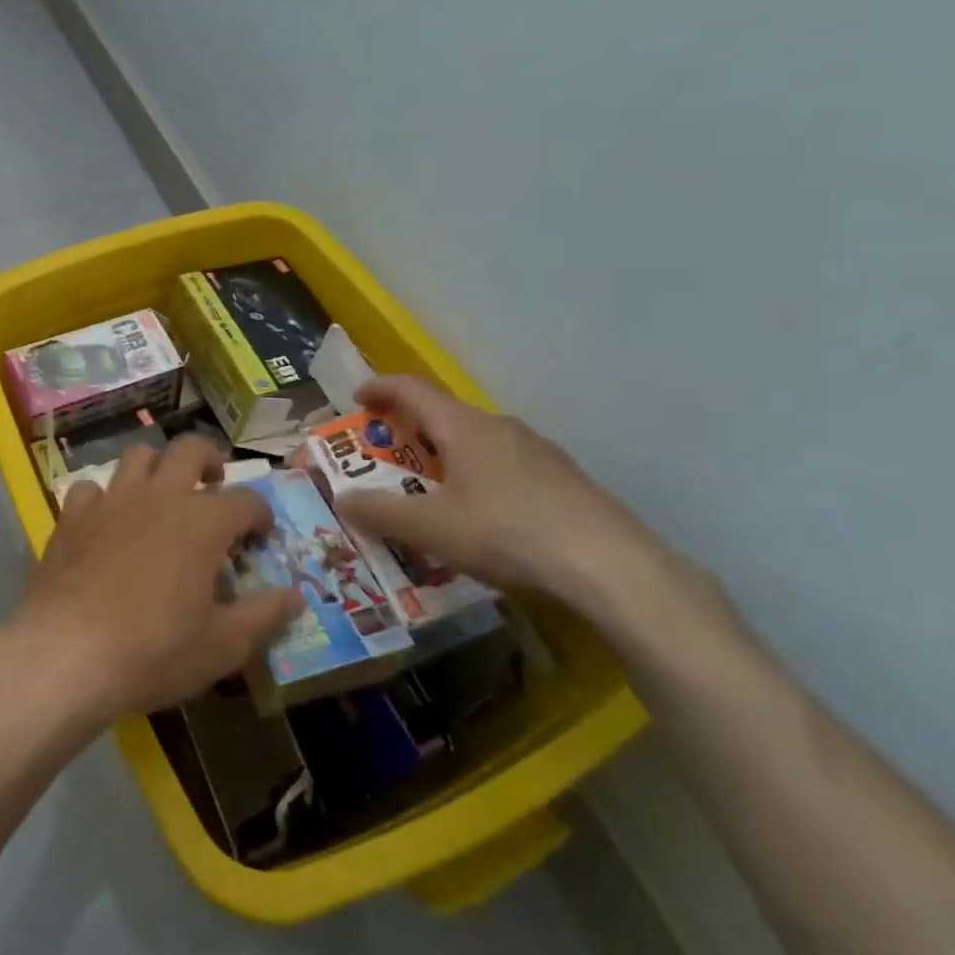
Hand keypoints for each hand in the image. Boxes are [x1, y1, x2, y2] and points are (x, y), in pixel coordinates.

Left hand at [7, 436, 302, 724]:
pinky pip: (91, 488)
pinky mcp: (73, 516)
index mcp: (202, 522)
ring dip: (157, 466)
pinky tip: (107, 521)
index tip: (261, 535)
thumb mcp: (222, 646)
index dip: (260, 513)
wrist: (66, 654)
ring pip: (138, 456)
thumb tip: (296, 596)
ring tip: (163, 492)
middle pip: (189, 448)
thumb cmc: (153, 652)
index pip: (245, 499)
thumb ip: (263, 615)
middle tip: (215, 482)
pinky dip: (105, 497)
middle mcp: (159, 496)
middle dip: (210, 458)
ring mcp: (111, 501)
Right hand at [335, 375, 672, 615]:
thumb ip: (381, 512)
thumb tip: (343, 499)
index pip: (413, 390)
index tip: (358, 399)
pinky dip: (481, 477)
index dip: (381, 388)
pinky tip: (487, 517)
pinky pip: (508, 466)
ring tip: (436, 491)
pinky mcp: (565, 480)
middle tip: (390, 457)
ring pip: (480, 442)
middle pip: (446, 415)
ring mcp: (540, 451)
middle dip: (412, 430)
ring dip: (448, 455)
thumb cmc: (507, 533)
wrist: (611, 566)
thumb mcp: (431, 528)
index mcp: (464, 427)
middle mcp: (501, 427)